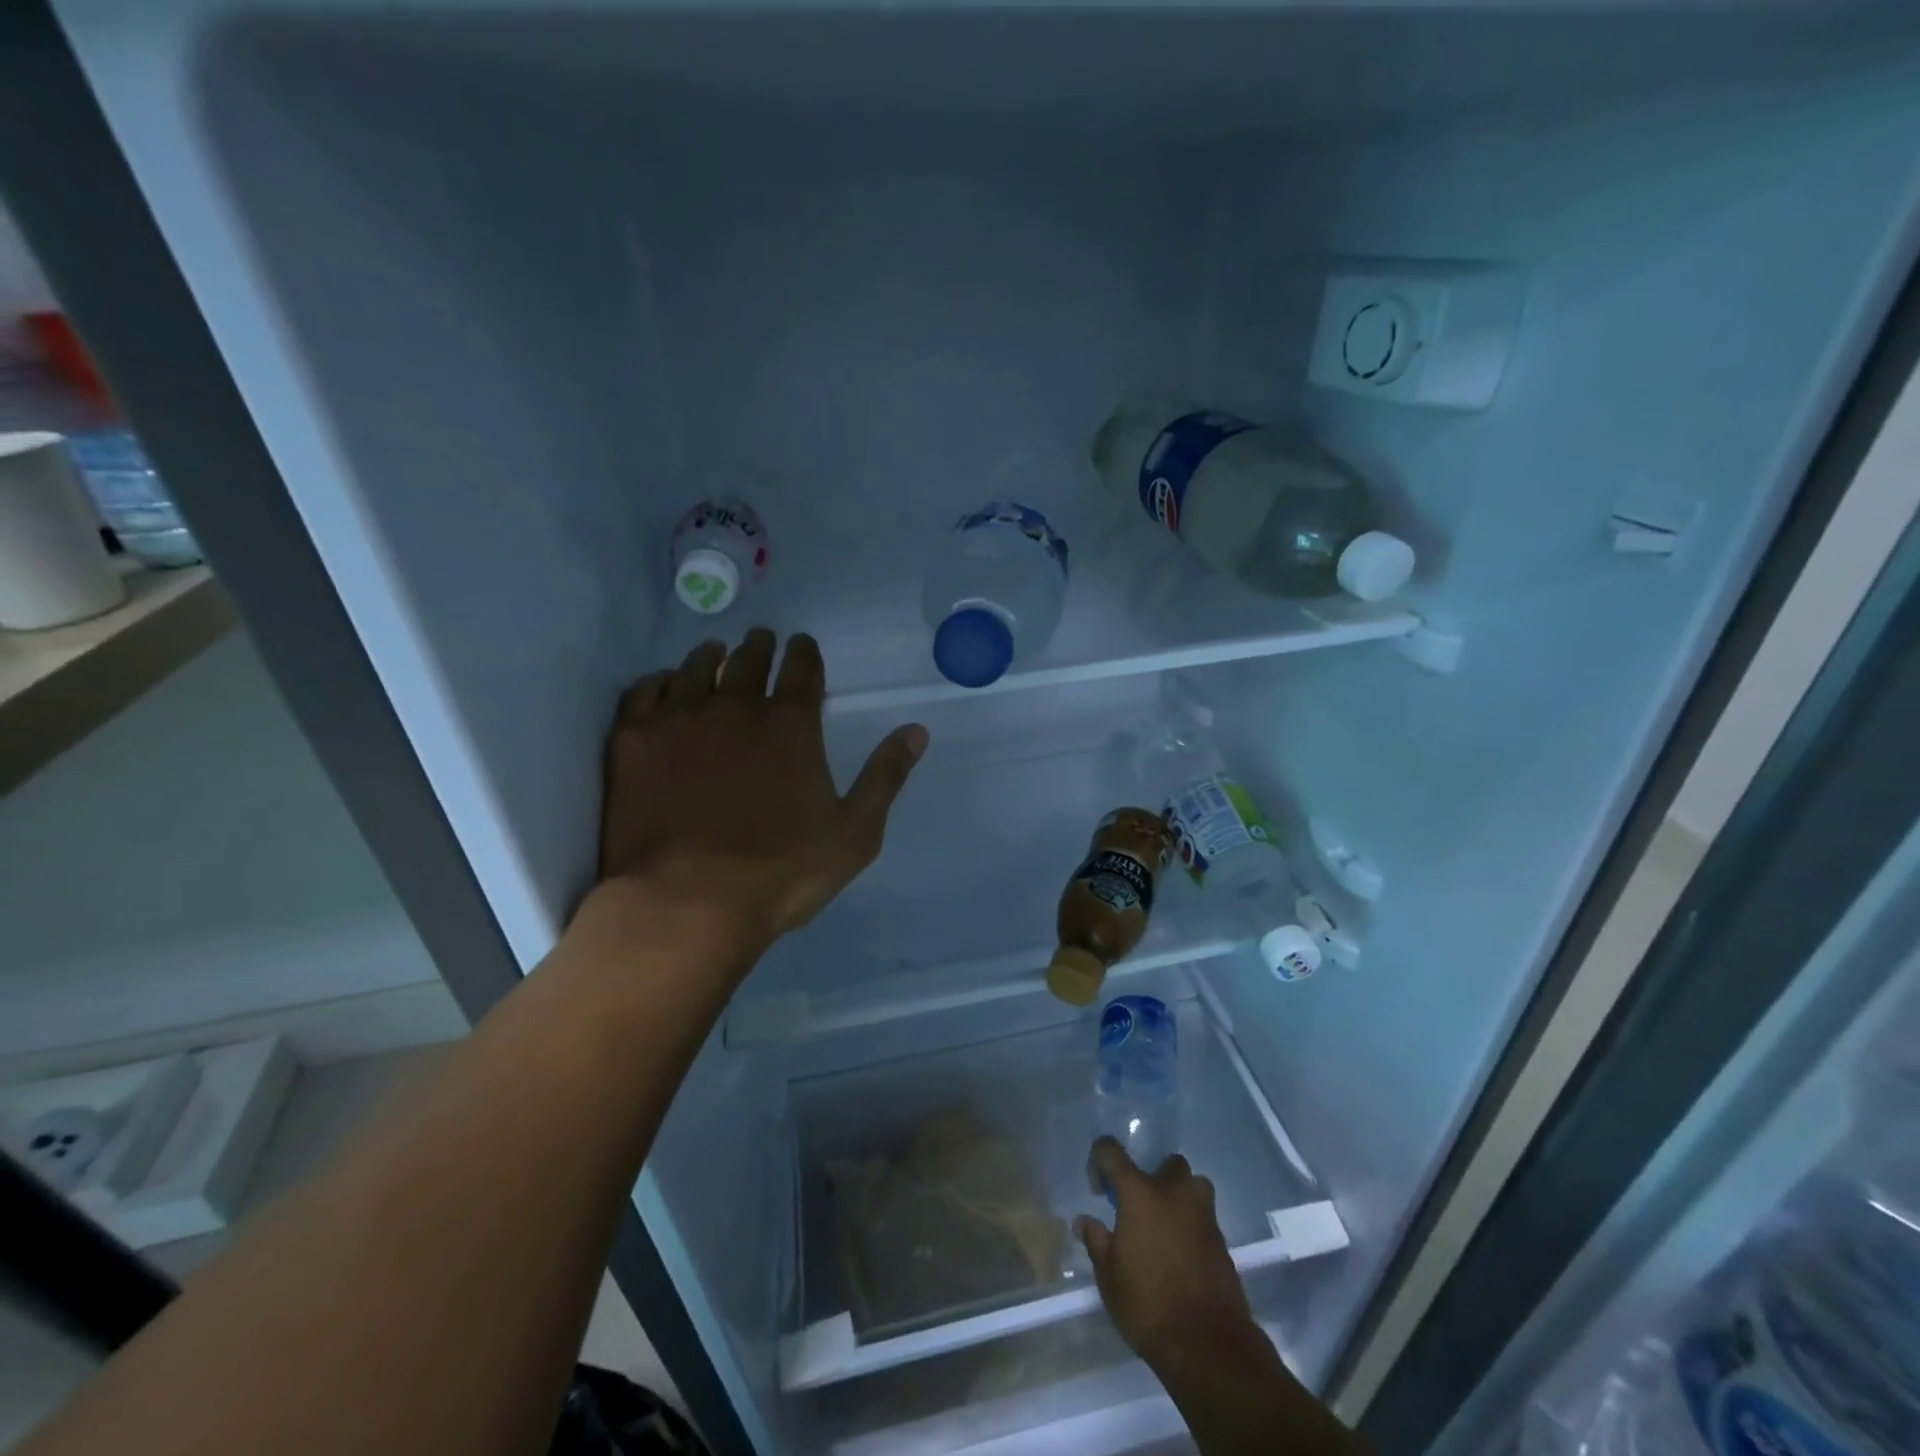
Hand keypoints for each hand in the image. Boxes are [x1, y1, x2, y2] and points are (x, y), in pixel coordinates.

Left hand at [596, 630, 927, 955]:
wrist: (687, 903)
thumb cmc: (781, 872)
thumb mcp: (855, 833)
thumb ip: (885, 776)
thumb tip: (917, 730)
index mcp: (792, 724)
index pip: (802, 669)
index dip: (804, 652)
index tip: (802, 642)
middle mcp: (736, 707)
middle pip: (749, 661)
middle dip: (759, 647)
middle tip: (760, 640)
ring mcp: (680, 719)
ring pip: (696, 668)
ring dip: (711, 656)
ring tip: (715, 652)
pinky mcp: (634, 740)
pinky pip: (646, 691)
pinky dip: (660, 681)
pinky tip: (664, 684)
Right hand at [1074, 1138, 1256, 1370]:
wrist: (1208, 1345)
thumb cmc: (1148, 1306)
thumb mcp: (1109, 1278)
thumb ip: (1097, 1242)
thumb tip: (1085, 1222)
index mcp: (1139, 1193)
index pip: (1111, 1151)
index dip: (1099, 1161)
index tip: (1099, 1190)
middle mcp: (1173, 1192)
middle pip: (1165, 1164)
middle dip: (1152, 1177)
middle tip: (1140, 1209)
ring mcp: (1203, 1215)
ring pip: (1193, 1185)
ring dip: (1180, 1196)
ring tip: (1166, 1226)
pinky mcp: (1222, 1241)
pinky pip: (1205, 1217)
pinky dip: (1193, 1225)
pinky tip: (1182, 1255)